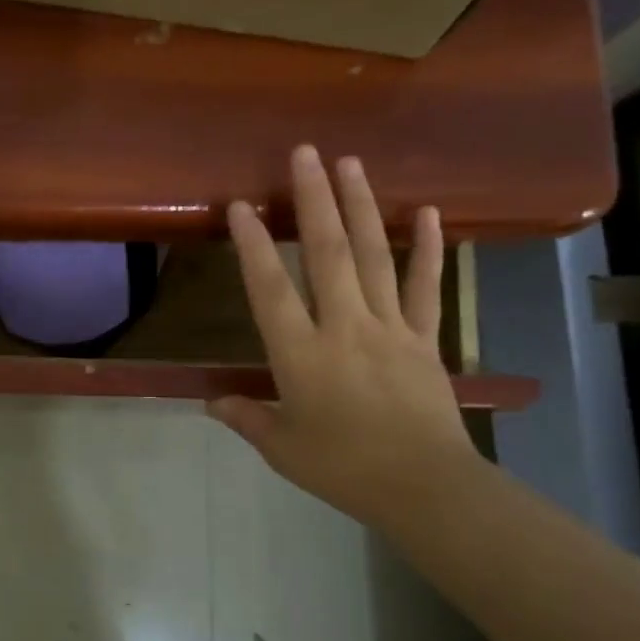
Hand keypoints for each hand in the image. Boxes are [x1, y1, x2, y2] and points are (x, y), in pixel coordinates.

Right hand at [210, 146, 481, 527]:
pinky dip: (428, 248)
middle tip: (306, 153)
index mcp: (301, 356)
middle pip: (329, 254)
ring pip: (374, 257)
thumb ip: (246, 418)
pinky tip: (428, 211)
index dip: (253, 246)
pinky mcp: (424, 338)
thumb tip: (210, 402)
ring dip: (361, 206)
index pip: (271, 290)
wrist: (424, 487)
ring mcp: (389, 328)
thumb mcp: (282, 448)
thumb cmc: (343, 469)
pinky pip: (424, 286)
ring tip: (351, 163)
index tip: (242, 206)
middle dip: (314, 200)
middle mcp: (344, 328)